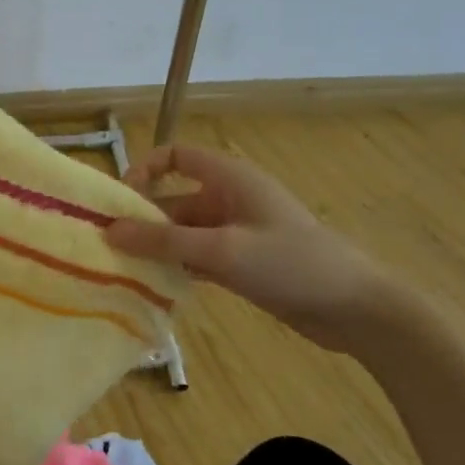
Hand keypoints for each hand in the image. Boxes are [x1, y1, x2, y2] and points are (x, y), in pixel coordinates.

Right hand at [105, 143, 405, 357]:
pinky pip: (197, 257)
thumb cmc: (290, 263)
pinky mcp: (242, 262)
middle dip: (142, 218)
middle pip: (173, 199)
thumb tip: (110, 231)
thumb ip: (164, 240)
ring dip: (157, 247)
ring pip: (183, 232)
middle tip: (108, 245)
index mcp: (229, 178)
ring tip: (122, 270)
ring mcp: (236, 232)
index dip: (144, 169)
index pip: (175, 156)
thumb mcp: (221, 250)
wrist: (356, 309)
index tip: (118, 201)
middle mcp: (229, 199)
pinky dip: (177, 267)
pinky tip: (154, 287)